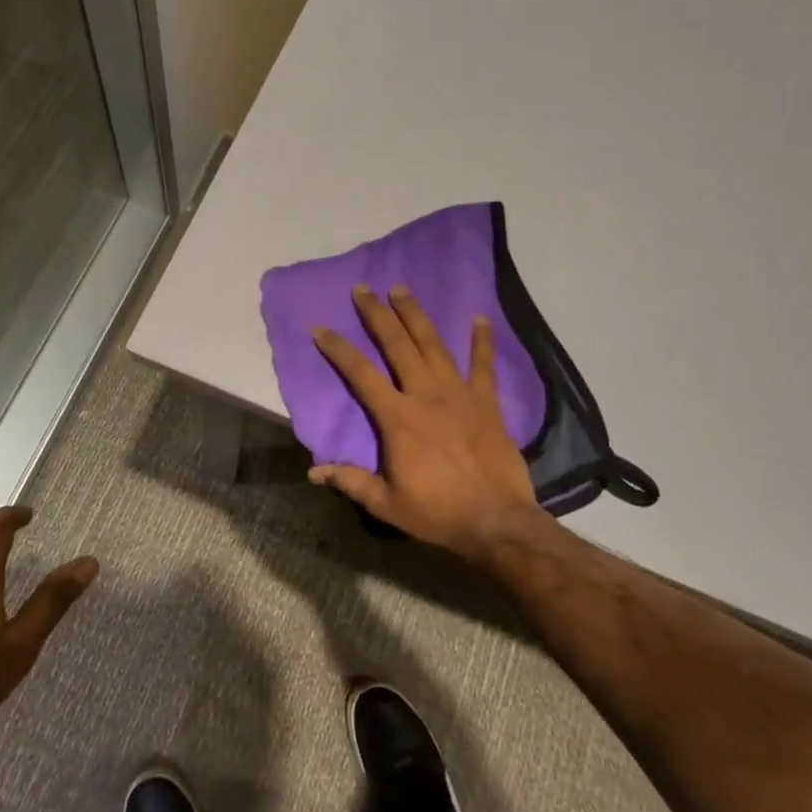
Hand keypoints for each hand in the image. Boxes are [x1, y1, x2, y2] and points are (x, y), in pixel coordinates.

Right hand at [308, 284, 543, 561]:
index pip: (361, 374)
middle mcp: (426, 395)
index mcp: (398, 418)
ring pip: (434, 345)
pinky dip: (482, 341)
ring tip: (402, 289)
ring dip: (416, 315)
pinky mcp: (487, 403)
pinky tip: (479, 317)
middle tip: (363, 289)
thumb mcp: (387, 504)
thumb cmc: (438, 513)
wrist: (497, 522)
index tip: (321, 328)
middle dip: (377, 315)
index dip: (339, 349)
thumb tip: (314, 471)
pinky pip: (484, 365)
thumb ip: (351, 481)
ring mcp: (459, 395)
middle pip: (398, 345)